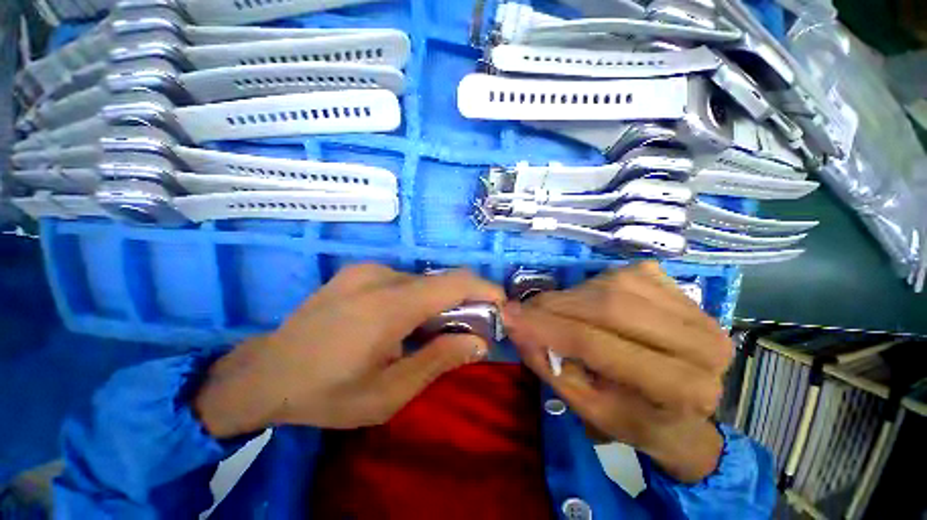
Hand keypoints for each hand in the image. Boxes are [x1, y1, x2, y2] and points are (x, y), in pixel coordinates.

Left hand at [195, 265, 504, 437]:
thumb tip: (479, 341)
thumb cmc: (328, 393)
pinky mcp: (356, 271)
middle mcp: (380, 276)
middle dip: (462, 301)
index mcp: (389, 305)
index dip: (484, 289)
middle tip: (465, 330)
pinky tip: (399, 322)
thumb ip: (439, 361)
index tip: (501, 304)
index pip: (454, 283)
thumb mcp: (389, 393)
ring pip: (421, 281)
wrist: (265, 374)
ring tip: (428, 332)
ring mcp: (365, 269)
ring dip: (436, 302)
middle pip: (440, 281)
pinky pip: (401, 280)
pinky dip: (415, 297)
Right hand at [504, 261, 731, 482]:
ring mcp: (692, 307)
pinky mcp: (679, 287)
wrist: (683, 407)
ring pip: (612, 286)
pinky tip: (584, 303)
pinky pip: (620, 276)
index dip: (547, 327)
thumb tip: (514, 324)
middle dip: (555, 306)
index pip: (598, 345)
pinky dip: (590, 287)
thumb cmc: (636, 417)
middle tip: (523, 309)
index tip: (510, 316)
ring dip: (571, 296)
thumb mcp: (586, 406)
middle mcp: (700, 343)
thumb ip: (548, 363)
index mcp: (682, 389)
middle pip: (608, 306)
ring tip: (551, 310)